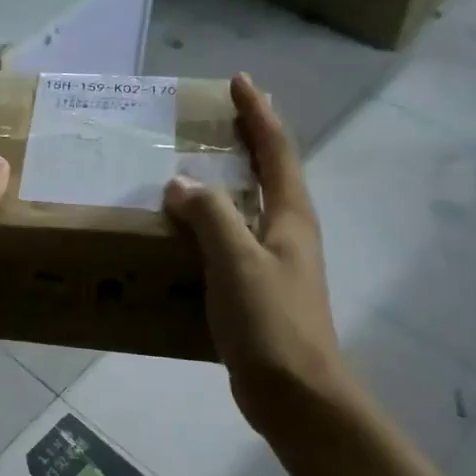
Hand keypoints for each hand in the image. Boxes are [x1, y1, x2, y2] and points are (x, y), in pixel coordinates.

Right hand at [164, 74, 355, 434]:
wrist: (295, 393)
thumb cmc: (270, 322)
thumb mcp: (236, 261)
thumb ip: (209, 216)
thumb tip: (179, 184)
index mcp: (290, 217)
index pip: (276, 151)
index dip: (258, 115)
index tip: (240, 82)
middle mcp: (287, 232)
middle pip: (271, 173)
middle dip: (249, 140)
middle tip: (217, 118)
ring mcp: (276, 263)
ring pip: (251, 207)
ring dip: (229, 181)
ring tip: (193, 168)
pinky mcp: (258, 291)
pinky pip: (233, 241)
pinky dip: (213, 224)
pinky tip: (187, 233)